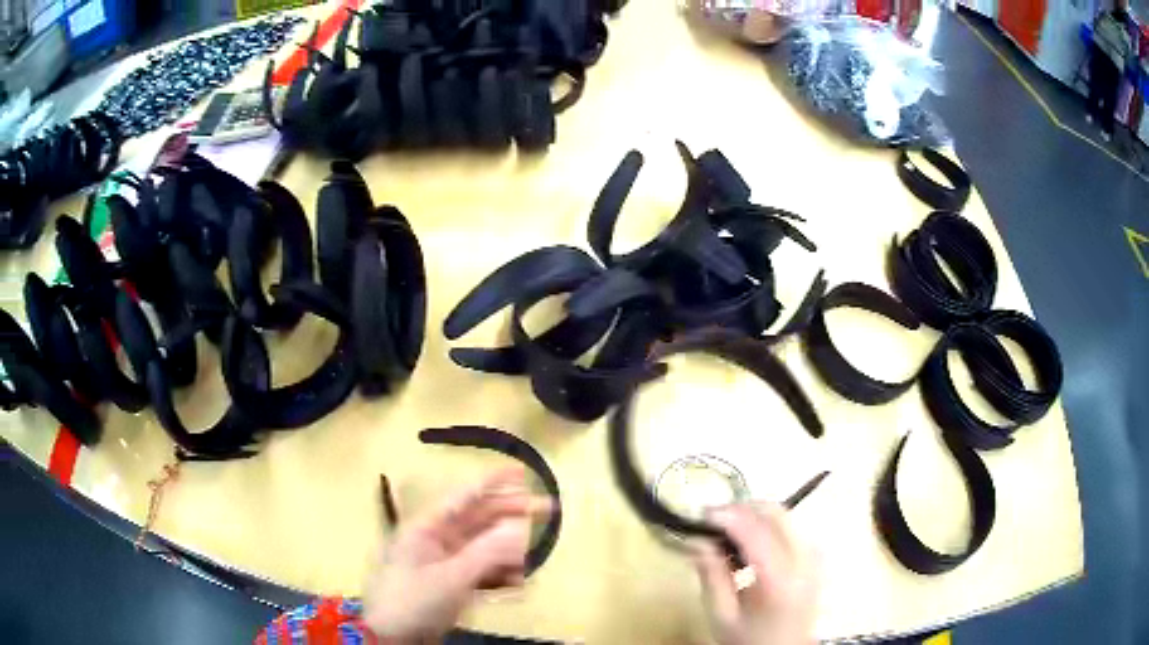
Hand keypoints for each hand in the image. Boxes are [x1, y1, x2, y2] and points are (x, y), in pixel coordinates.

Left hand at [362, 469, 551, 642]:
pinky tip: (517, 584)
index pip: (464, 496)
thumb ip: (487, 552)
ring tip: (529, 561)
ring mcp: (443, 564)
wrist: (392, 638)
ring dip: (507, 553)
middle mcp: (436, 540)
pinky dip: (498, 575)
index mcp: (427, 528)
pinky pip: (479, 572)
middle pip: (478, 520)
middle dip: (511, 514)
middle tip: (547, 508)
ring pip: (483, 548)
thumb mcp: (452, 577)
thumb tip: (519, 526)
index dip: (493, 482)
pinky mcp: (449, 585)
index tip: (522, 472)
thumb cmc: (414, 601)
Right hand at [691, 503, 818, 644]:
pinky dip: (766, 525)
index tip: (700, 513)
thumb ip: (710, 575)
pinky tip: (747, 543)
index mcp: (780, 580)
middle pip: (776, 513)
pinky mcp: (814, 557)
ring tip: (726, 533)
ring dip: (753, 515)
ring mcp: (814, 556)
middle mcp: (804, 560)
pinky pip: (790, 527)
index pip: (756, 532)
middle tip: (711, 520)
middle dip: (741, 509)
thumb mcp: (721, 615)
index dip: (728, 515)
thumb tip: (695, 540)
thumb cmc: (749, 638)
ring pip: (785, 516)